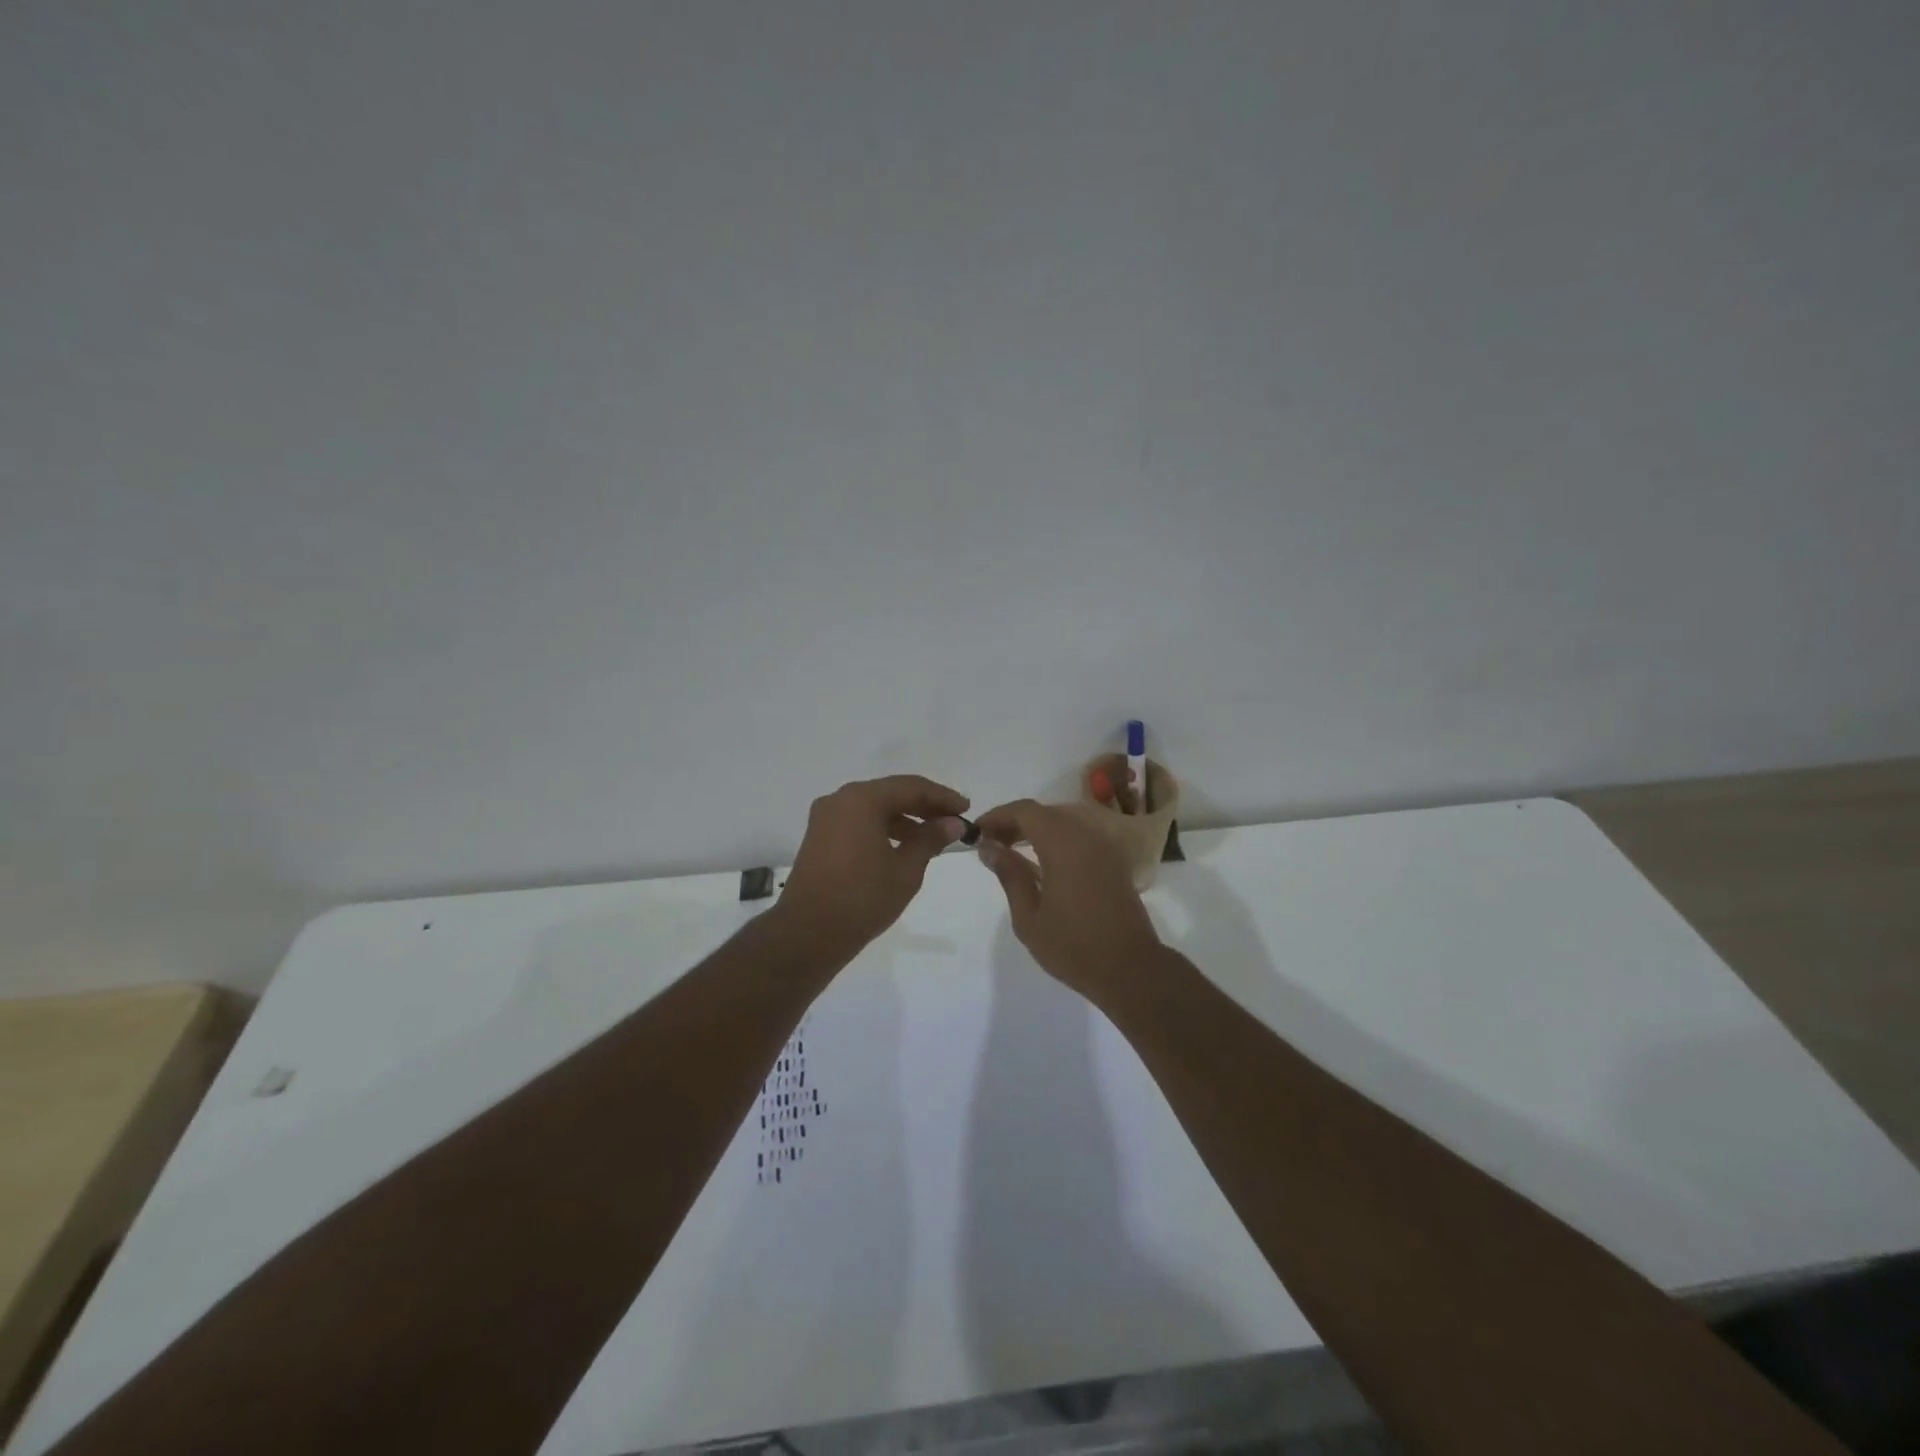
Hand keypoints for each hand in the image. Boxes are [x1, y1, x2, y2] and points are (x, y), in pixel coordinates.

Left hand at [774, 776, 970, 962]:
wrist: (808, 934)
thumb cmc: (863, 898)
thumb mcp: (906, 869)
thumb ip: (930, 838)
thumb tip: (952, 823)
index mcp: (861, 799)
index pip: (911, 787)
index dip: (942, 797)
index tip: (966, 808)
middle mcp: (840, 799)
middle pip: (890, 793)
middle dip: (923, 806)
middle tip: (953, 820)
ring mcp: (825, 818)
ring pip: (873, 807)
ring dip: (904, 818)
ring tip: (933, 837)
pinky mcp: (819, 837)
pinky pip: (858, 821)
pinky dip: (882, 828)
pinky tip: (902, 846)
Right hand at [974, 799, 1163, 1000]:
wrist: (1130, 969)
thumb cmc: (1073, 946)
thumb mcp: (1028, 915)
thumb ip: (1009, 875)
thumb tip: (989, 847)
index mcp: (1063, 843)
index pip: (1025, 811)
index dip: (998, 816)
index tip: (976, 831)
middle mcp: (1085, 836)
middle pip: (1045, 813)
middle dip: (1015, 822)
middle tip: (990, 842)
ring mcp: (1103, 848)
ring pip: (1063, 823)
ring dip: (1035, 830)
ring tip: (1010, 850)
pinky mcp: (1113, 863)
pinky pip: (1078, 838)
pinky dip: (1055, 841)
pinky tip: (1040, 863)